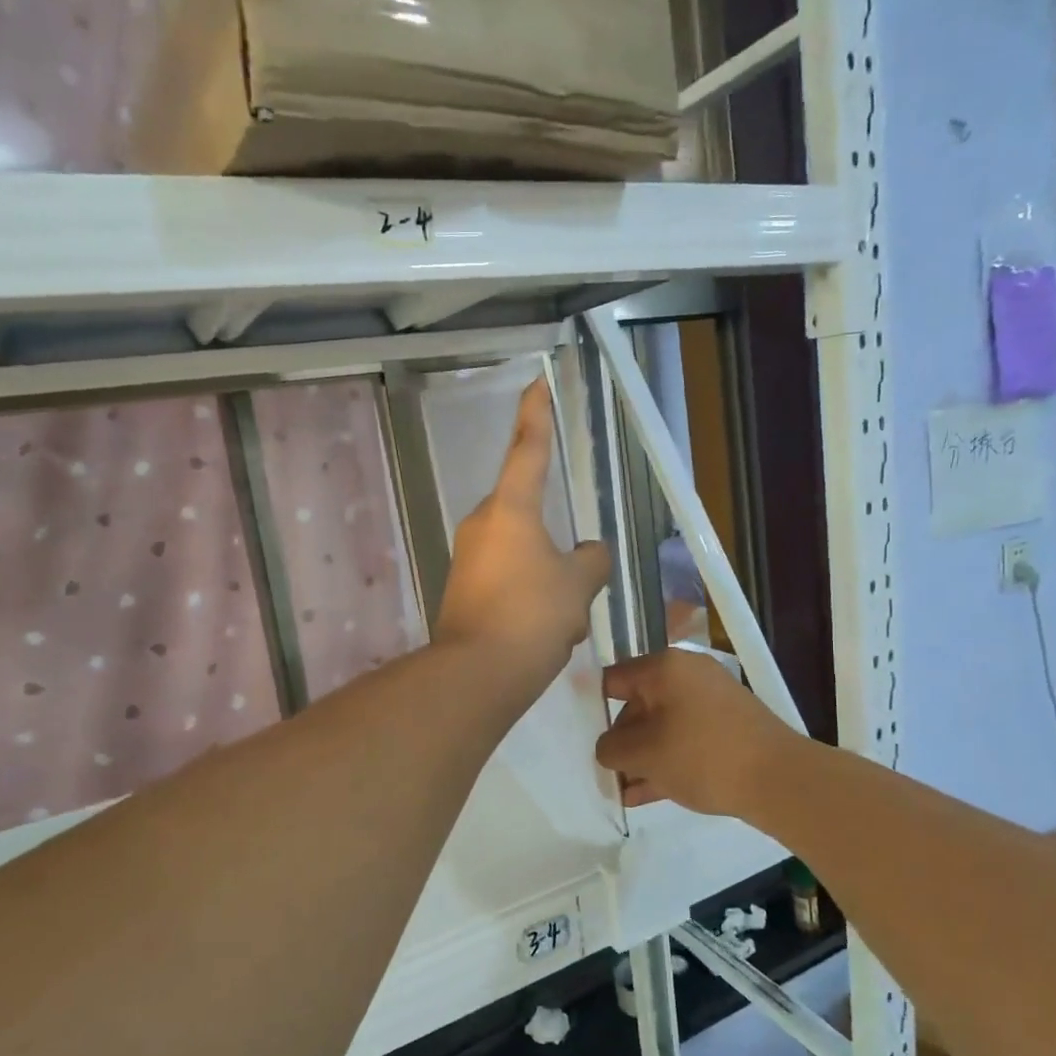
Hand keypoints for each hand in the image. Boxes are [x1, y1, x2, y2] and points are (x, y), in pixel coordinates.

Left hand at [435, 379, 610, 695]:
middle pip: (529, 515)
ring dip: (549, 581)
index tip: (538, 381)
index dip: (536, 413)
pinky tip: (545, 634)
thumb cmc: (531, 617)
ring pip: (524, 556)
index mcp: (510, 509)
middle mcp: (482, 524)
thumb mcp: (578, 586)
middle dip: (557, 547)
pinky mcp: (463, 590)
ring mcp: (468, 558)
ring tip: (565, 621)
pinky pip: (508, 582)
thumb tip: (590, 553)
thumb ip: (592, 561)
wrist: (476, 675)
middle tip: (580, 585)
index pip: (528, 448)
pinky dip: (531, 600)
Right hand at [596, 648, 799, 817]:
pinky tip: (646, 793)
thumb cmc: (701, 755)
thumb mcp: (644, 754)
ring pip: (662, 726)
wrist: (778, 779)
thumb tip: (607, 748)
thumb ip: (611, 748)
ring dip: (642, 756)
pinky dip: (666, 760)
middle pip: (638, 704)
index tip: (578, 734)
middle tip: (606, 771)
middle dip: (621, 740)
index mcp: (665, 667)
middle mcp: (688, 675)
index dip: (593, 706)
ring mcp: (712, 701)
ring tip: (622, 790)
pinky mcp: (729, 727)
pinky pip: (685, 739)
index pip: (614, 679)